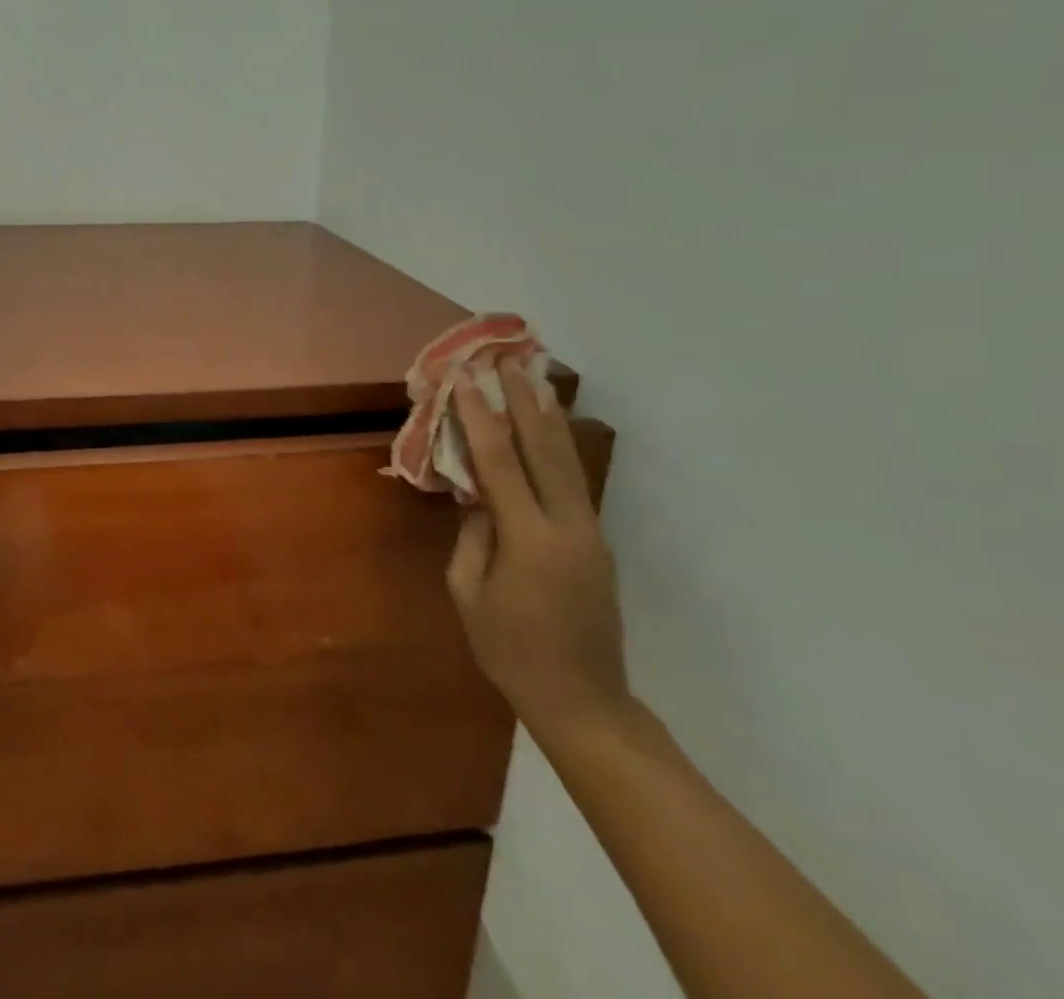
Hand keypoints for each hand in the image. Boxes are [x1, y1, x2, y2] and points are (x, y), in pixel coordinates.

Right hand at [447, 357, 632, 743]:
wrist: (583, 701)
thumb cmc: (511, 652)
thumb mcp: (469, 594)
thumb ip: (471, 536)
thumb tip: (477, 496)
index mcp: (530, 540)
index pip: (500, 464)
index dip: (480, 419)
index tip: (467, 380)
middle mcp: (568, 527)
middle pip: (546, 450)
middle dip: (526, 402)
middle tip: (510, 362)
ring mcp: (590, 533)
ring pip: (568, 462)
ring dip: (549, 418)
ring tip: (537, 381)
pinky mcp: (596, 543)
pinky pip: (573, 484)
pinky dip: (557, 450)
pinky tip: (548, 433)